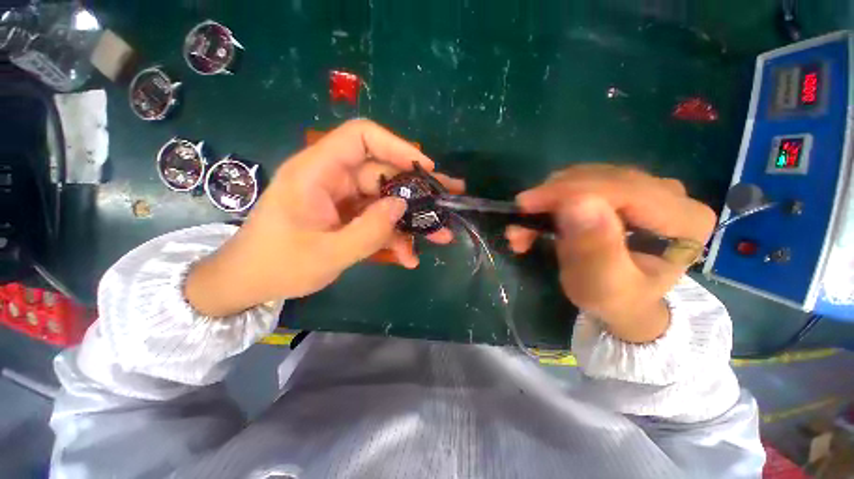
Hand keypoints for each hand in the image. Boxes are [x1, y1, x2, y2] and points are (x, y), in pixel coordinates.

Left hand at [185, 119, 463, 316]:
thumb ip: (369, 231)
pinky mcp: (347, 216)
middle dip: (418, 192)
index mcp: (317, 172)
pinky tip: (408, 257)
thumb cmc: (277, 265)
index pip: (361, 137)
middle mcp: (333, 179)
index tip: (427, 169)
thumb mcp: (327, 254)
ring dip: (411, 221)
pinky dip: (394, 236)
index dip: (397, 146)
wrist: (249, 283)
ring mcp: (342, 199)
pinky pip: (377, 220)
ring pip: (386, 201)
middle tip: (449, 202)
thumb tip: (402, 208)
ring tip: (440, 237)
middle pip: (384, 174)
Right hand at [505, 165, 715, 342]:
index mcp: (684, 220)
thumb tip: (577, 202)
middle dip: (551, 198)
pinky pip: (582, 182)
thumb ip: (595, 249)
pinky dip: (553, 199)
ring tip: (524, 227)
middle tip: (518, 221)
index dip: (567, 192)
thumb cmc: (615, 300)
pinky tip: (537, 219)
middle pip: (601, 178)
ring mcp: (647, 189)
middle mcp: (671, 195)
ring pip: (586, 176)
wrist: (623, 303)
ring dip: (548, 200)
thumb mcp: (603, 286)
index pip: (620, 188)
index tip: (525, 205)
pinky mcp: (624, 191)